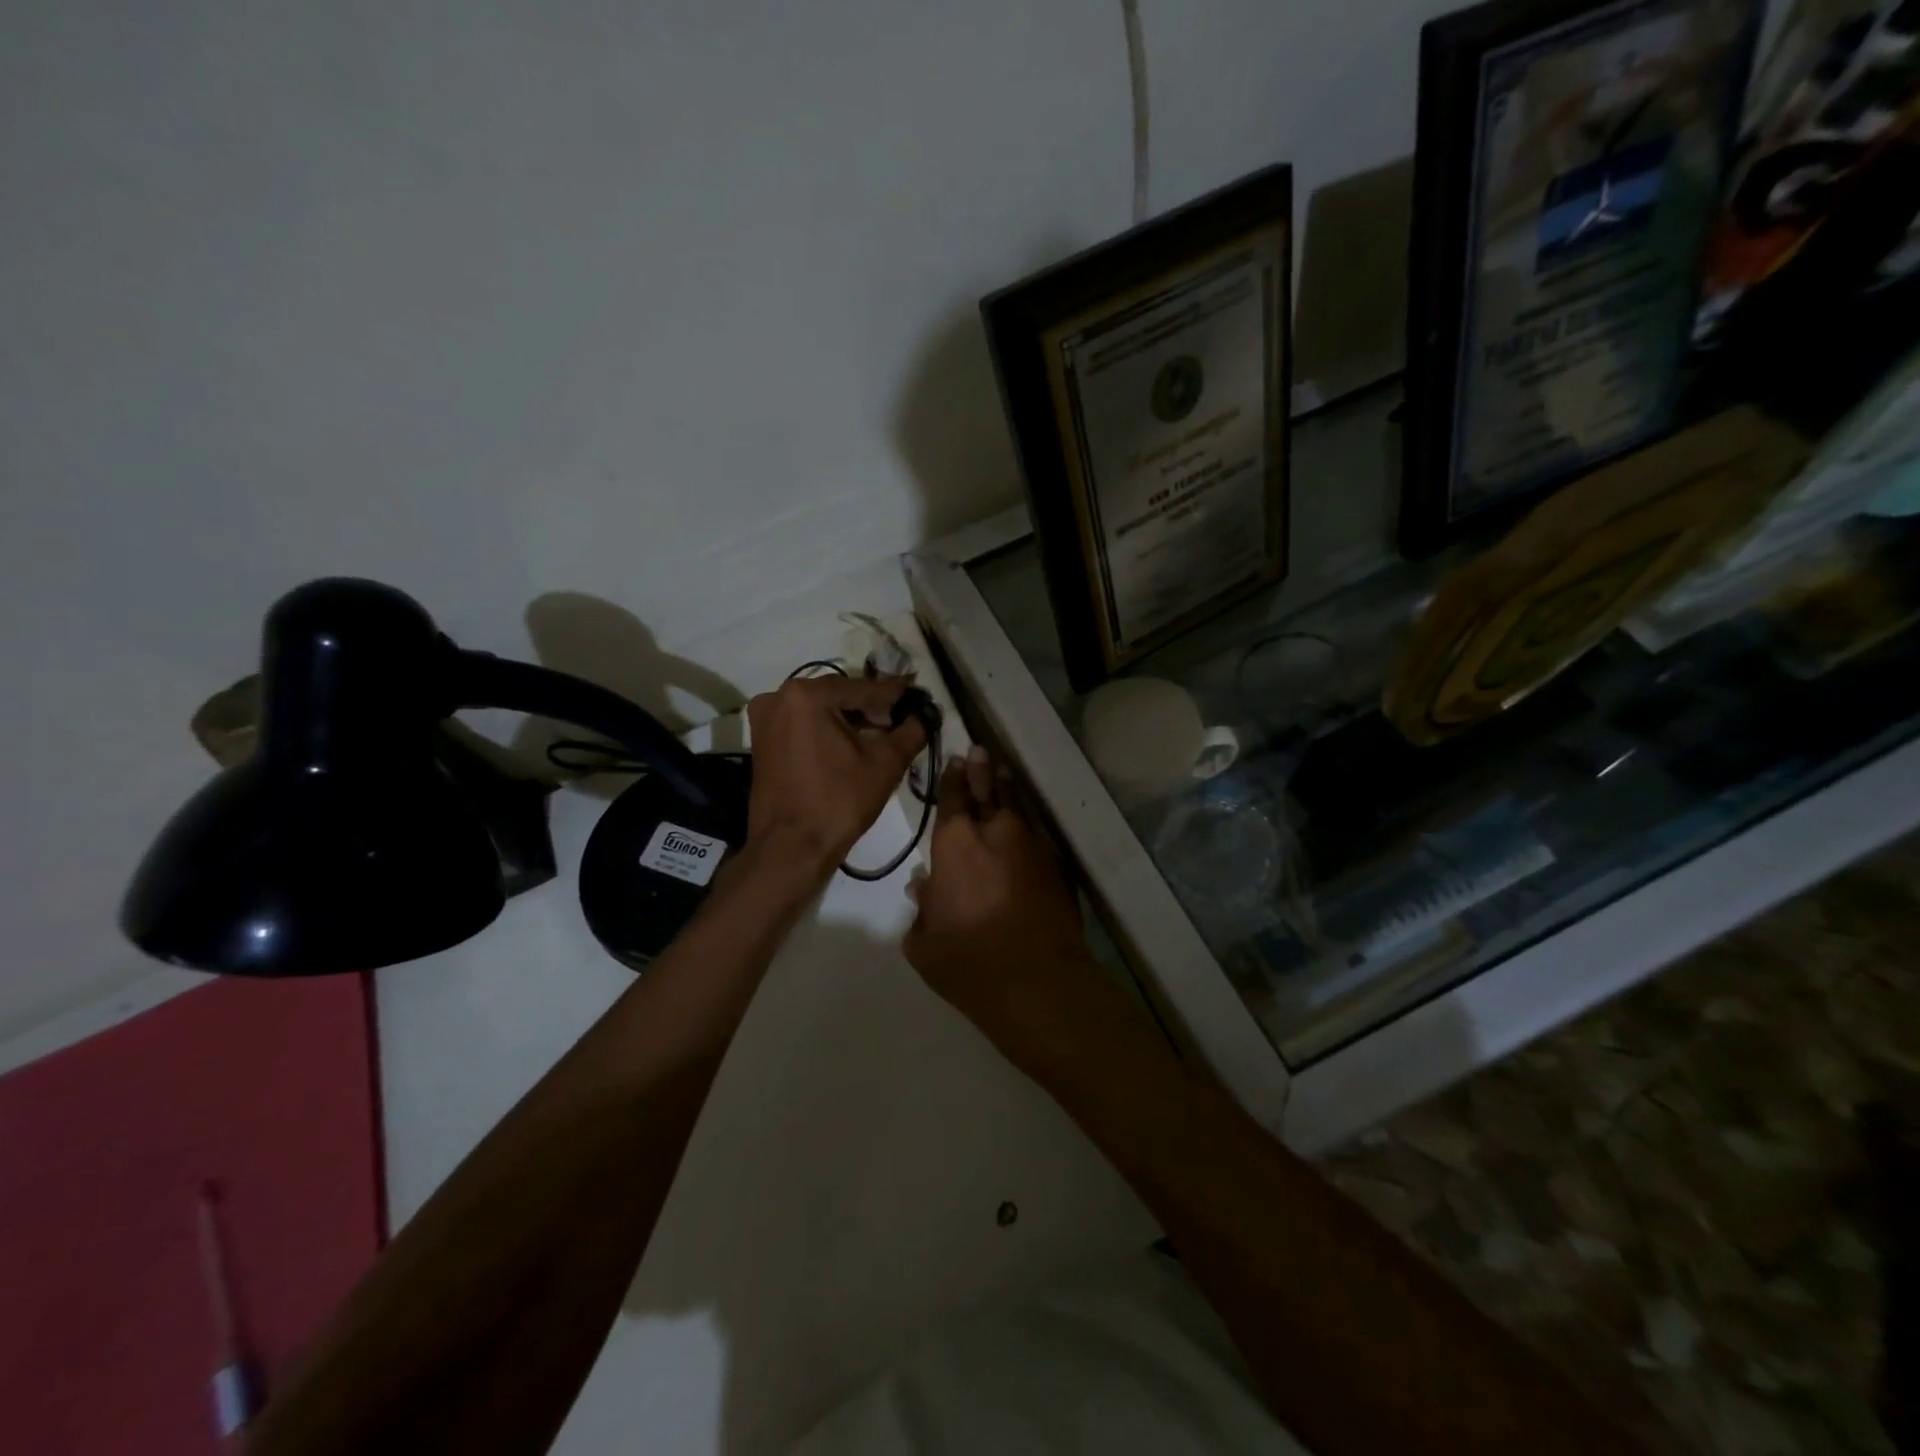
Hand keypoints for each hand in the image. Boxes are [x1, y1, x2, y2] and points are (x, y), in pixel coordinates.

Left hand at [744, 674, 926, 872]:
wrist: (791, 848)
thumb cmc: (839, 801)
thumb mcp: (886, 763)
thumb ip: (911, 731)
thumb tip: (926, 714)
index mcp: (807, 694)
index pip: (863, 688)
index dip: (896, 694)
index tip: (920, 694)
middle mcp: (779, 697)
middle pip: (839, 696)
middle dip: (872, 708)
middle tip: (903, 718)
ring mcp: (765, 719)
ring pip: (820, 711)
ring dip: (850, 720)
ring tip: (882, 734)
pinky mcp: (761, 741)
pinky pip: (803, 726)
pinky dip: (828, 731)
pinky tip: (853, 745)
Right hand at [904, 747, 1090, 1023]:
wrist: (1038, 982)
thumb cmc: (968, 963)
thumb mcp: (924, 943)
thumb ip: (922, 910)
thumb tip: (924, 887)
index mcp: (955, 844)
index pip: (952, 798)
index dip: (952, 778)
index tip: (954, 761)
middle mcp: (995, 832)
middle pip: (988, 789)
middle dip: (981, 769)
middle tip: (978, 751)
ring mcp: (1032, 845)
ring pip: (1017, 805)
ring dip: (1006, 787)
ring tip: (1002, 771)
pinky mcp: (1057, 865)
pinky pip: (1037, 831)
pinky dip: (1027, 820)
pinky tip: (1025, 819)